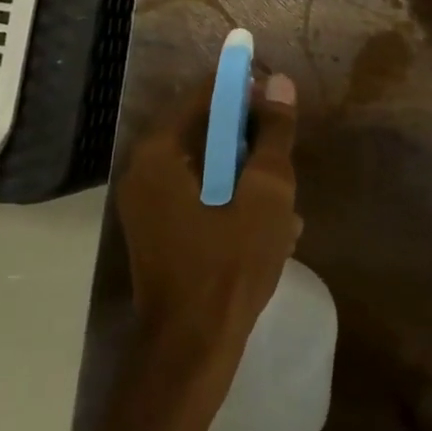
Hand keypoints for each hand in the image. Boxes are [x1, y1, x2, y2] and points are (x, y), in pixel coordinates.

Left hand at [114, 75, 302, 384]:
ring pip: (207, 169)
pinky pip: (200, 198)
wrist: (192, 348)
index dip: (245, 90)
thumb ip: (274, 135)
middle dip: (251, 142)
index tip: (279, 101)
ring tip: (287, 203)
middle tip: (286, 158)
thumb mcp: (266, 193)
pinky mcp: (159, 233)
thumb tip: (279, 82)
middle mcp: (144, 172)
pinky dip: (232, 203)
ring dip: (248, 178)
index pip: (204, 95)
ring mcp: (147, 206)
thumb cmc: (230, 264)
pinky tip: (272, 229)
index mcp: (160, 153)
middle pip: (205, 132)